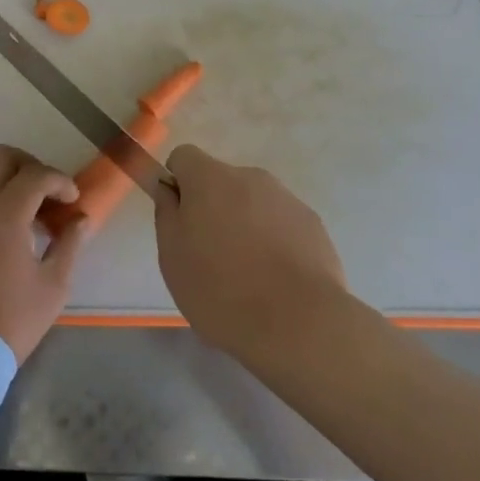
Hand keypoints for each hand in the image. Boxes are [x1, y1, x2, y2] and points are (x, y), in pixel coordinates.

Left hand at [0, 145, 91, 361]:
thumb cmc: (11, 321)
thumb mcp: (53, 286)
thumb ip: (70, 244)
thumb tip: (81, 219)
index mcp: (4, 216)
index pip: (35, 175)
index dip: (59, 181)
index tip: (73, 199)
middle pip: (1, 157)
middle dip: (30, 165)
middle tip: (48, 192)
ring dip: (9, 179)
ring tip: (30, 211)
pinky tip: (8, 228)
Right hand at [154, 145, 350, 363]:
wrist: (299, 323)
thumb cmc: (221, 290)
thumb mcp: (172, 257)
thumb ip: (167, 213)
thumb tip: (170, 190)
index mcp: (210, 178)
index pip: (184, 157)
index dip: (177, 184)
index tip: (180, 221)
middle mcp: (249, 176)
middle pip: (221, 182)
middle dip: (213, 209)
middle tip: (211, 257)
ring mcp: (285, 198)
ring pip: (253, 203)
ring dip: (245, 225)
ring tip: (248, 276)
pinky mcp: (312, 223)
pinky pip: (281, 223)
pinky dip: (274, 242)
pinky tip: (277, 281)